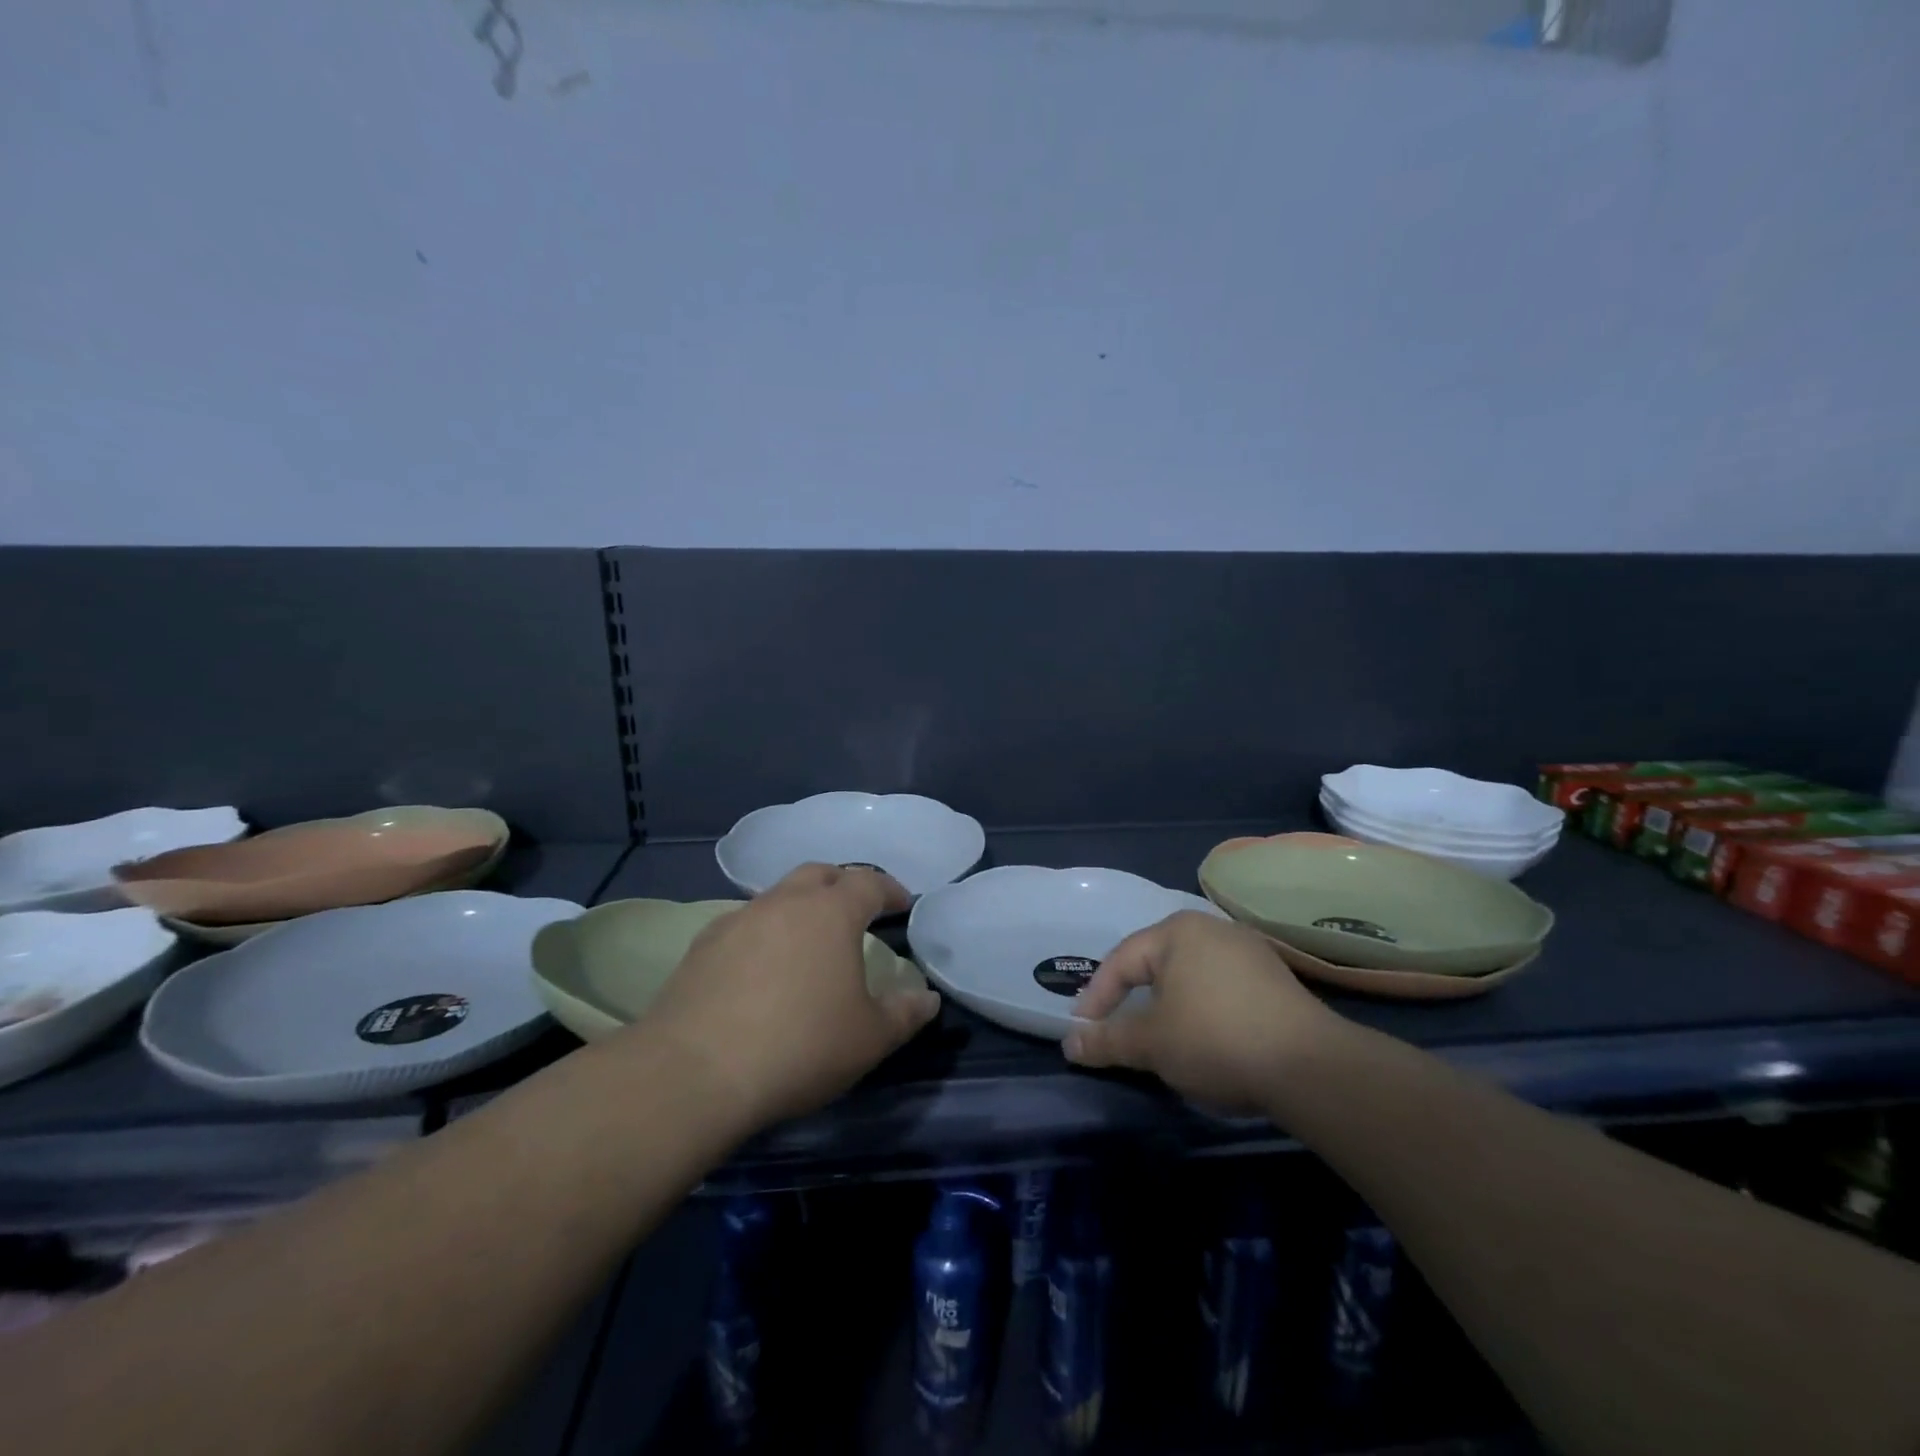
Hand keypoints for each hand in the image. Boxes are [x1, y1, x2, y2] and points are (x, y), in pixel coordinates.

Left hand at [642, 863, 942, 1133]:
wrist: (696, 1071)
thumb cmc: (800, 1046)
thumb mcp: (869, 1038)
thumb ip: (905, 1014)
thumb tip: (927, 999)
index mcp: (831, 912)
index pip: (868, 882)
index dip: (889, 890)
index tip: (901, 904)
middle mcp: (784, 902)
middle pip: (819, 874)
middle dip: (842, 885)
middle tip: (855, 911)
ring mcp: (738, 919)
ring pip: (778, 896)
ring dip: (800, 908)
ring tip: (808, 941)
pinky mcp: (702, 945)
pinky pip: (744, 924)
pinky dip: (764, 933)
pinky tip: (761, 968)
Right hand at [1062, 911, 1340, 1112]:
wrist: (1311, 1067)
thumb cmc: (1215, 1040)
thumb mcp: (1151, 1043)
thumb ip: (1107, 1040)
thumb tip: (1070, 1043)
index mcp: (1177, 931)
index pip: (1121, 961)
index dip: (1096, 998)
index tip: (1083, 1032)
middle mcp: (1212, 929)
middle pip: (1156, 964)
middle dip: (1133, 1000)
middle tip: (1117, 1031)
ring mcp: (1249, 952)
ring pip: (1190, 978)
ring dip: (1169, 1008)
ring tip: (1160, 1040)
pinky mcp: (1276, 979)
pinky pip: (1221, 989)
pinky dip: (1203, 1012)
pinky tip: (1207, 1041)